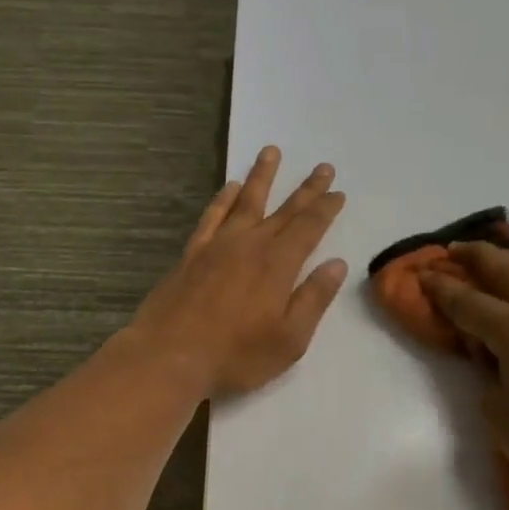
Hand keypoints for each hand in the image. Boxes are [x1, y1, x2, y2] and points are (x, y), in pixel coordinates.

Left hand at [131, 146, 347, 398]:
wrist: (170, 357)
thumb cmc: (236, 356)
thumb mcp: (289, 339)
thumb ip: (313, 299)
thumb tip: (336, 264)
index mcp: (278, 265)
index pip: (309, 228)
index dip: (326, 209)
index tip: (338, 192)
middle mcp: (250, 245)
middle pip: (284, 210)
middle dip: (306, 189)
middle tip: (322, 166)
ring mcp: (218, 246)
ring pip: (245, 202)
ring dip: (261, 177)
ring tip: (271, 152)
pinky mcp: (192, 254)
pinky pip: (211, 216)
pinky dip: (223, 199)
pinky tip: (230, 187)